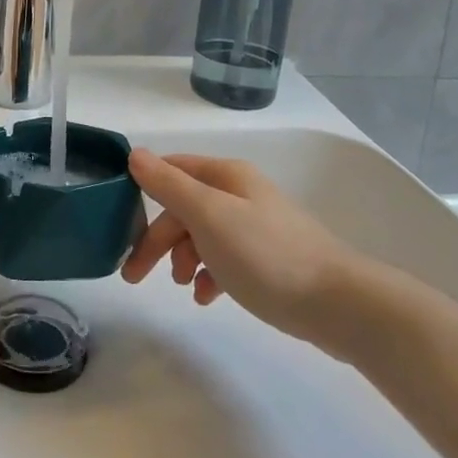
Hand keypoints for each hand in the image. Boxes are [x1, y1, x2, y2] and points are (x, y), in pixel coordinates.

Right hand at [123, 150, 362, 343]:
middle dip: (158, 239)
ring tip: (183, 287)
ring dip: (183, 258)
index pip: (172, 170)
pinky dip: (209, 274)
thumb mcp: (208, 215)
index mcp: (226, 176)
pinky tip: (208, 297)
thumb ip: (169, 185)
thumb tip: (134, 154)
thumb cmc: (265, 254)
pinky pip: (226, 259)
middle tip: (134, 275)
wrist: (338, 303)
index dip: (143, 193)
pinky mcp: (270, 258)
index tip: (119, 225)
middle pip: (185, 208)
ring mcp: (257, 226)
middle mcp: (240, 193)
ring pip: (203, 235)